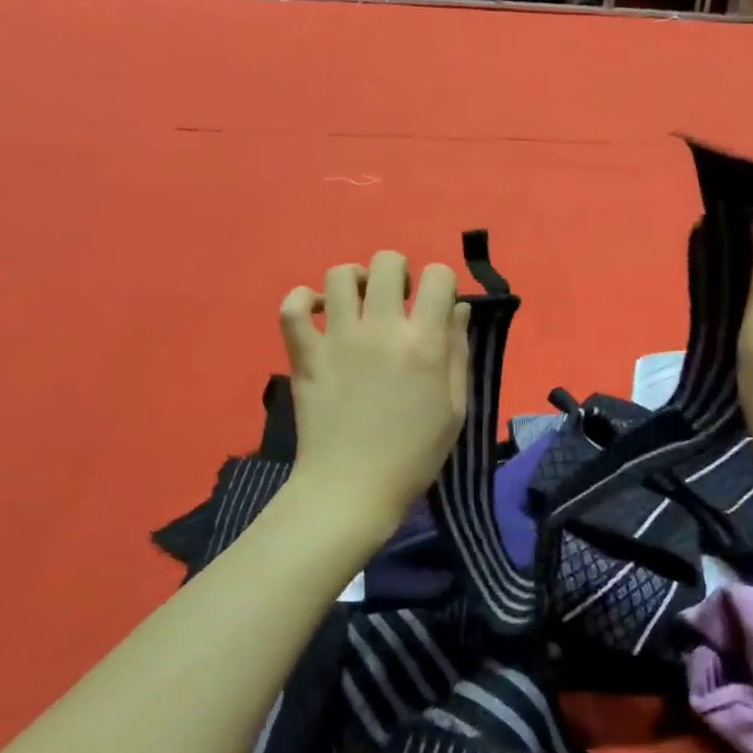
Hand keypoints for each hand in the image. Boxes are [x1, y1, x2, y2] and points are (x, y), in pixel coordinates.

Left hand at [278, 251, 470, 521]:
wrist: (351, 489)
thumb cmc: (413, 455)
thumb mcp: (455, 408)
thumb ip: (458, 352)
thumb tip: (459, 308)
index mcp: (424, 344)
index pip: (438, 277)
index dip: (442, 282)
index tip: (437, 304)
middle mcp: (381, 330)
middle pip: (387, 262)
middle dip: (399, 272)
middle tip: (397, 301)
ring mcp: (338, 339)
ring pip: (339, 275)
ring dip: (355, 280)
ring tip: (359, 303)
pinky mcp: (305, 354)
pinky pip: (293, 307)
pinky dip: (304, 300)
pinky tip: (319, 312)